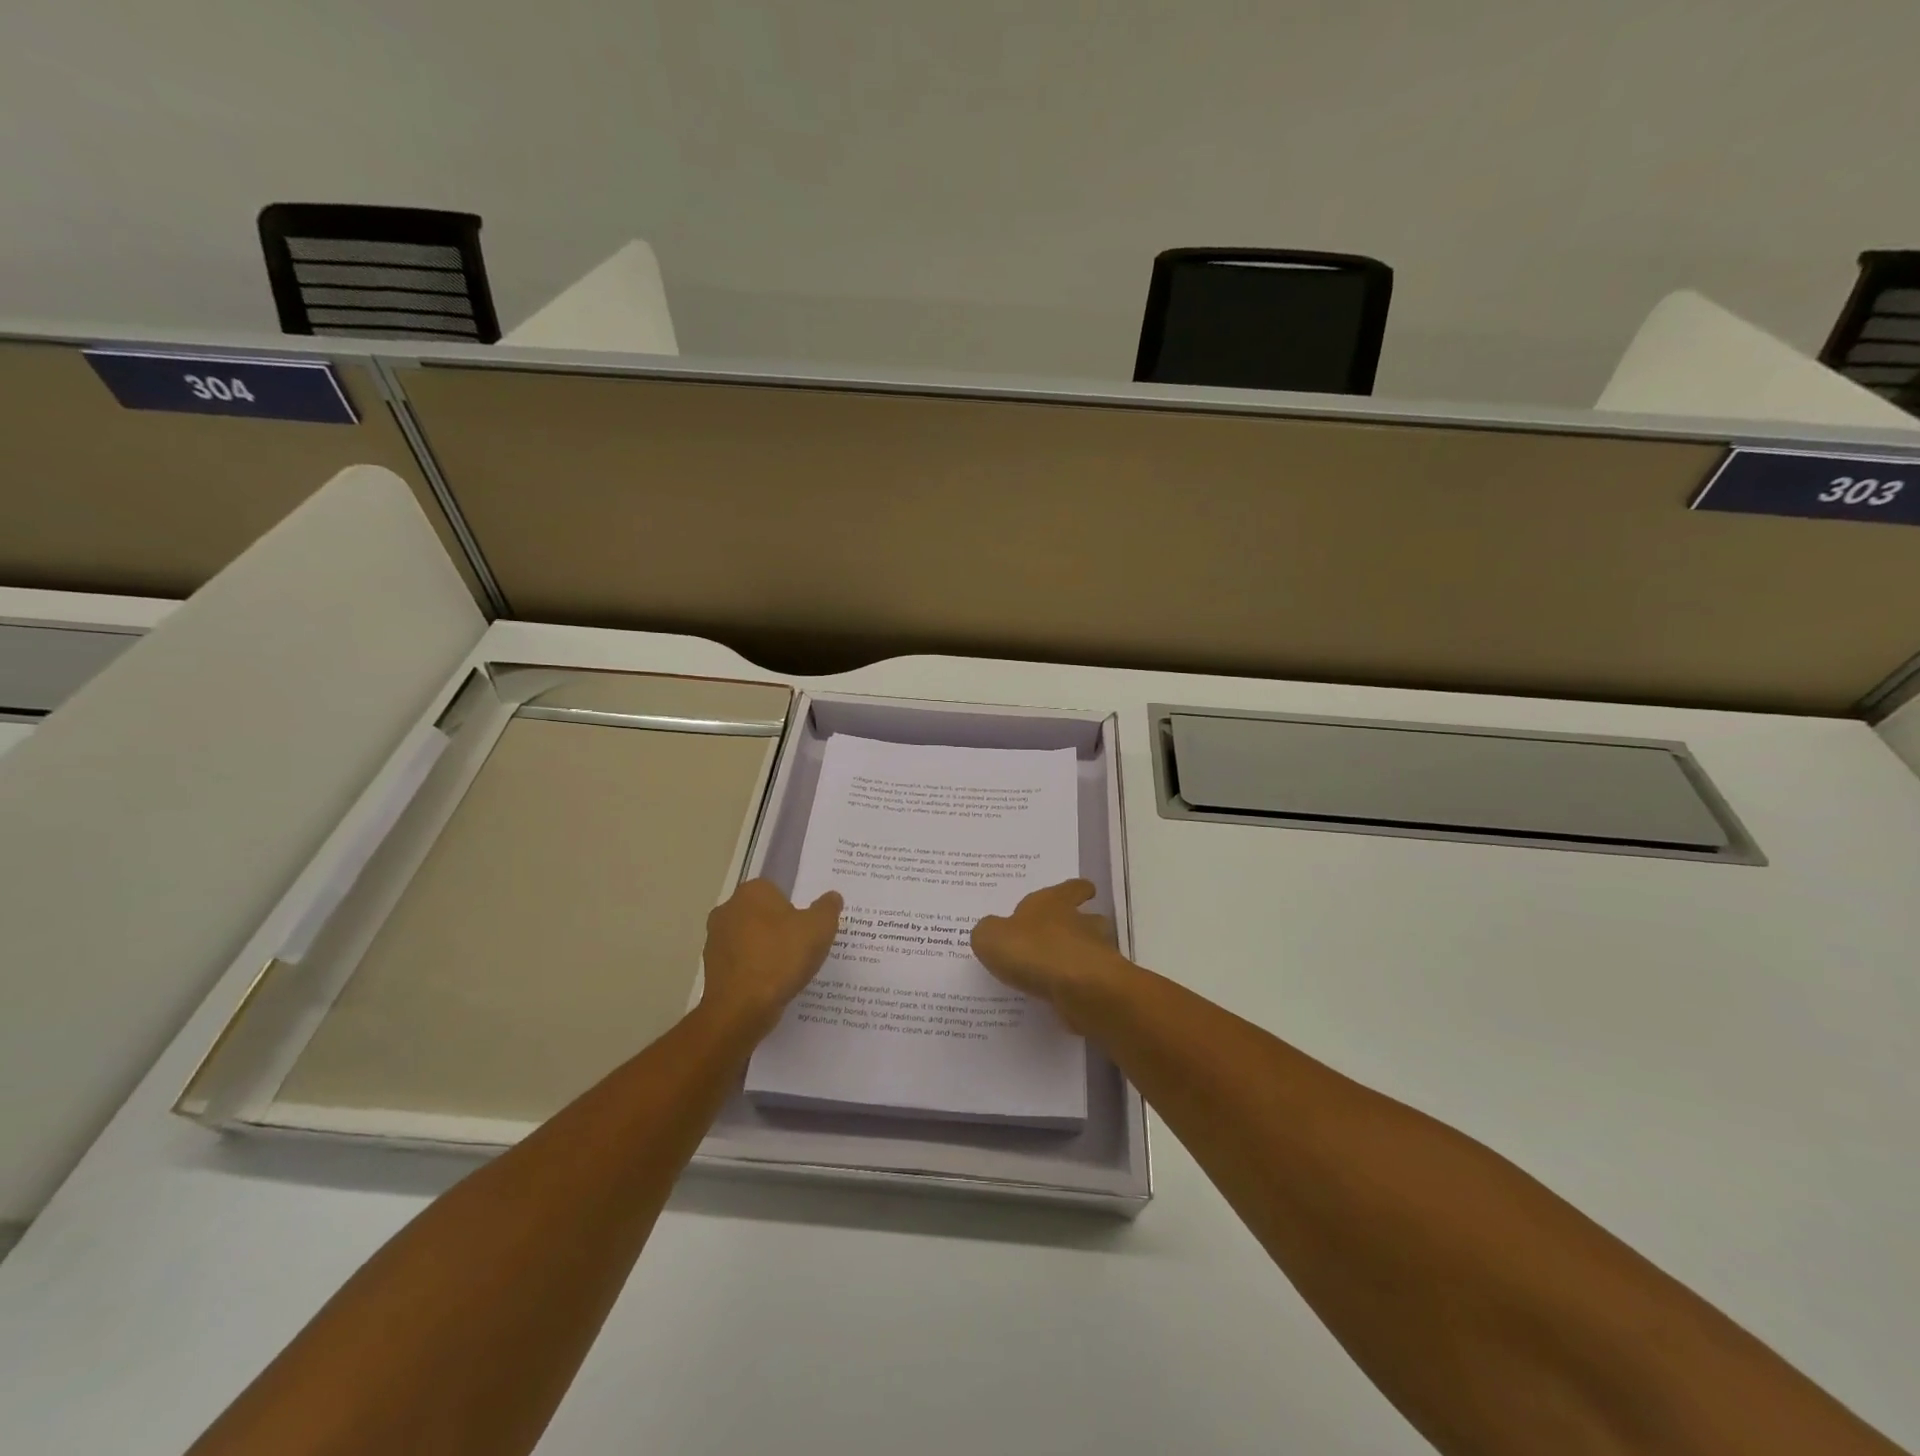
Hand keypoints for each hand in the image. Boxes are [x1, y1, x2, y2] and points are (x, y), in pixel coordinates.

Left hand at [700, 879, 842, 1038]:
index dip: (795, 909)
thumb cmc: (781, 958)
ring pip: (750, 940)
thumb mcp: (819, 928)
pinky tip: (771, 986)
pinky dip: (754, 971)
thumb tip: (832, 897)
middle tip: (802, 948)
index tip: (808, 929)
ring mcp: (715, 940)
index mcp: (751, 892)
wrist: (741, 1008)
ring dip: (766, 951)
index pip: (777, 891)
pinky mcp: (710, 968)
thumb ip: (828, 908)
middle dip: (779, 929)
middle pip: (762, 915)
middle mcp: (727, 909)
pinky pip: (741, 963)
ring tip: (788, 971)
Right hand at [971, 879, 1130, 1024]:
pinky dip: (1077, 989)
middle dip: (1079, 926)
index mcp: (1055, 902)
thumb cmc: (1033, 950)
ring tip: (1056, 973)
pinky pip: (1088, 983)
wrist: (1078, 989)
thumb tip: (992, 930)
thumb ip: (989, 931)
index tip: (1083, 892)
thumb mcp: (991, 937)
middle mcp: (1081, 923)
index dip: (1077, 890)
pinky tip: (1059, 999)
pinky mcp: (1101, 986)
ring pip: (1092, 951)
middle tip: (1060, 938)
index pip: (1073, 888)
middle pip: (1089, 919)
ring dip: (1078, 958)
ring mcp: (1096, 955)